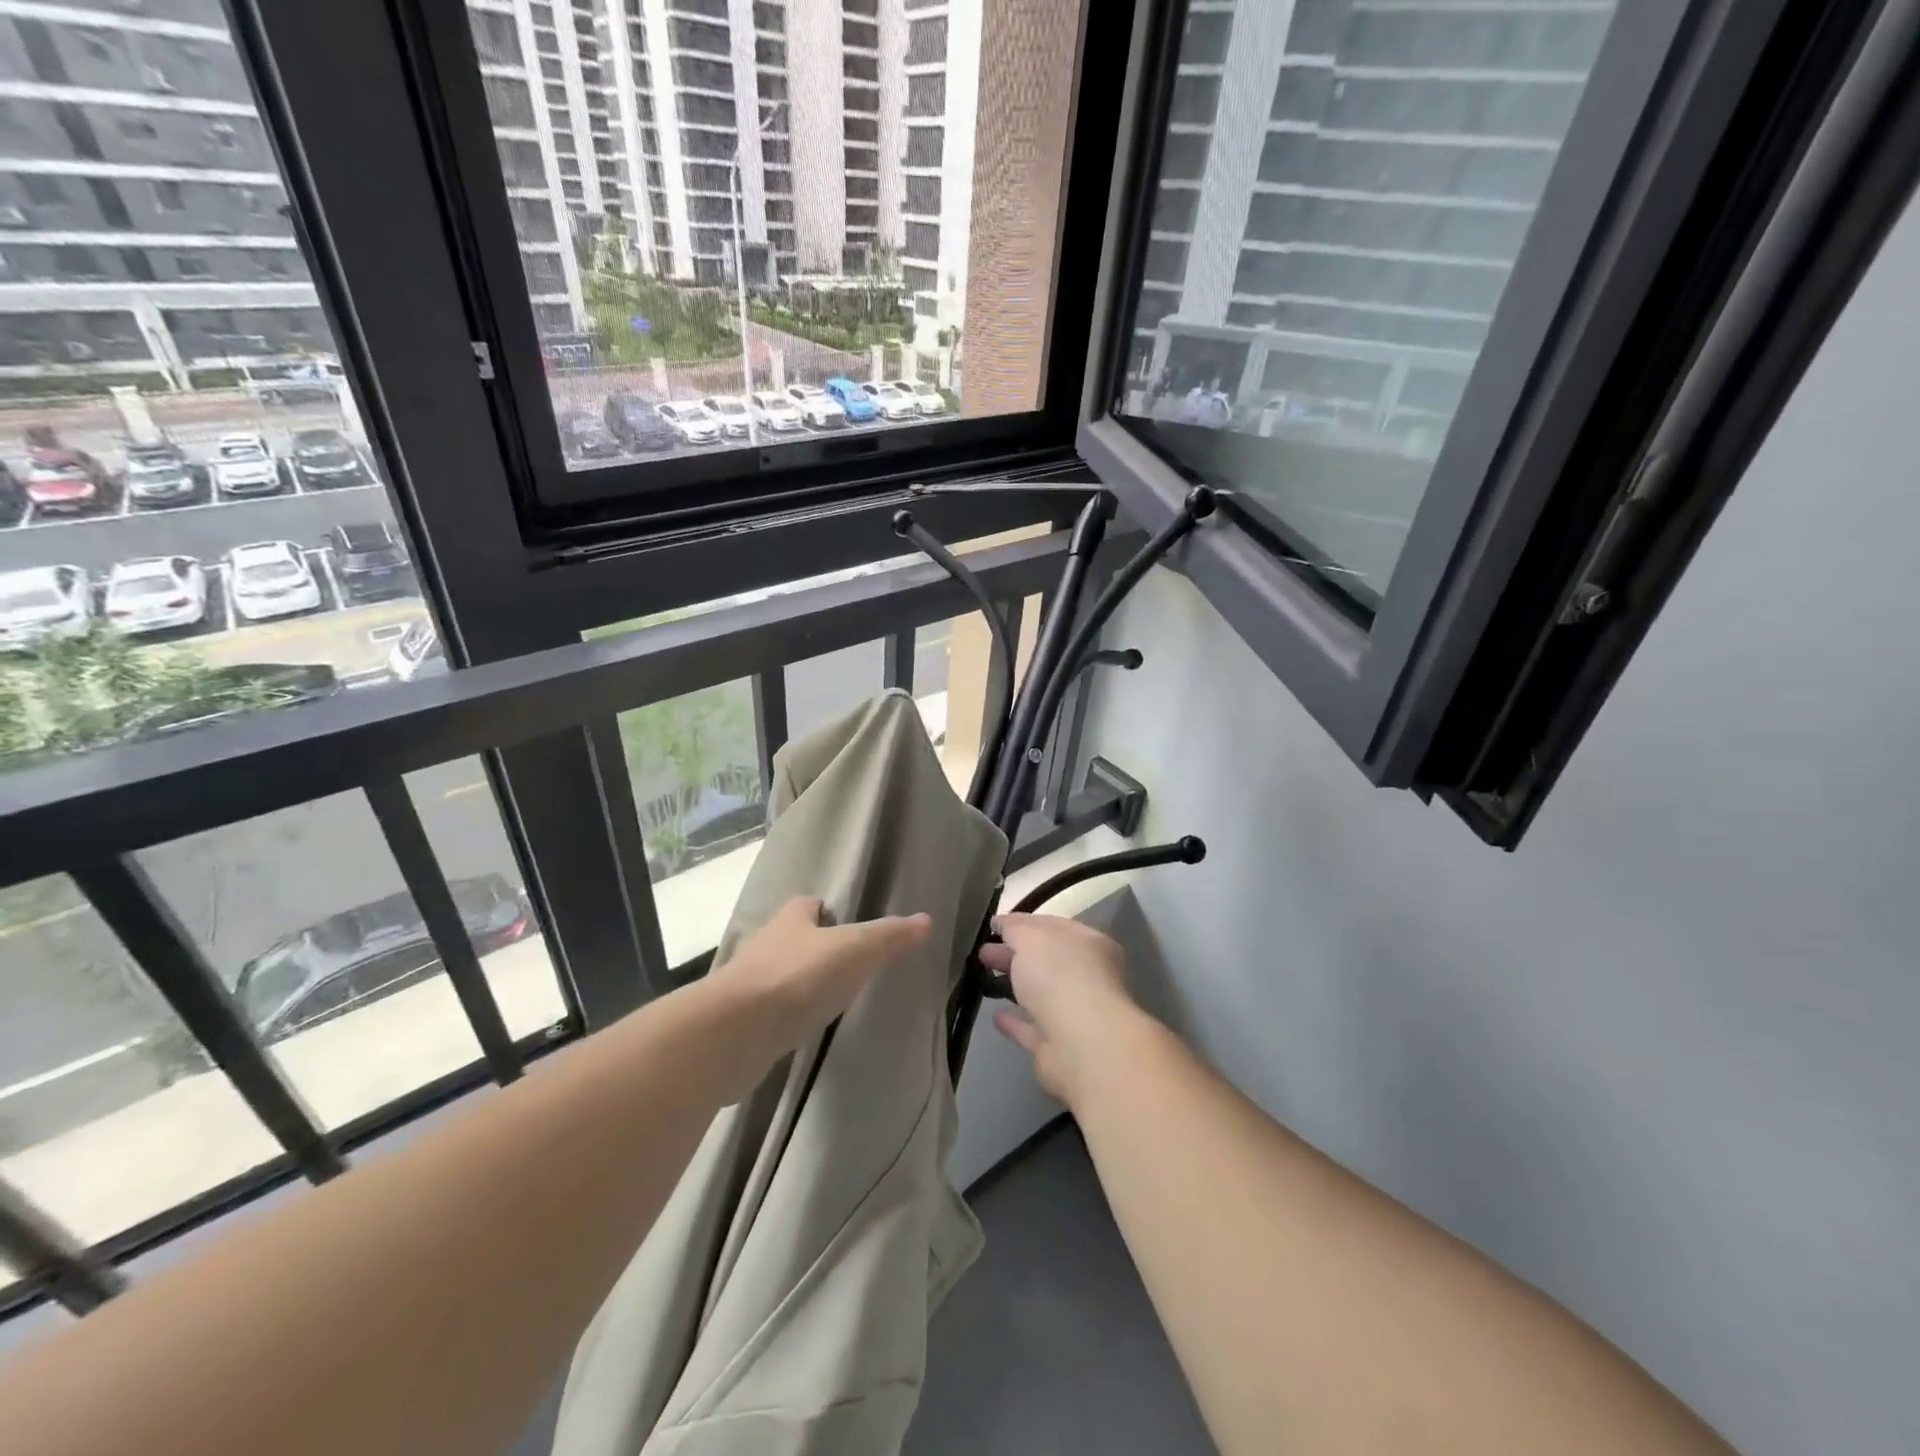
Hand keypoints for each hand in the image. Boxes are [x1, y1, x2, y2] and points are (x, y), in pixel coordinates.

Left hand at [713, 896, 932, 1069]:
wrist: (736, 1031)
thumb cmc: (799, 976)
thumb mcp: (855, 950)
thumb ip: (889, 936)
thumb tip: (926, 919)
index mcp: (792, 919)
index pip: (809, 905)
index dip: (828, 912)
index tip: (848, 926)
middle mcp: (767, 944)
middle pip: (794, 939)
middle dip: (815, 948)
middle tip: (847, 965)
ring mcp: (750, 983)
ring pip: (781, 974)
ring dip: (800, 983)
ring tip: (830, 998)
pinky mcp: (742, 1021)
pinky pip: (771, 1011)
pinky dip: (786, 1016)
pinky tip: (803, 1029)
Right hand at [980, 913, 1146, 1107]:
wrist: (1081, 1045)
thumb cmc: (1060, 976)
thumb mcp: (1032, 937)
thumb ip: (1015, 928)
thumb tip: (1001, 922)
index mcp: (1089, 944)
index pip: (1053, 926)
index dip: (1023, 923)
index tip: (994, 925)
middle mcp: (1088, 977)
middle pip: (1045, 960)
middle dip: (1014, 952)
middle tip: (982, 951)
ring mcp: (1075, 1014)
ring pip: (1040, 994)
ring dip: (1016, 984)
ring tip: (984, 976)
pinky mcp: (1059, 1047)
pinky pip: (1033, 1028)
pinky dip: (1015, 1022)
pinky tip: (996, 1015)